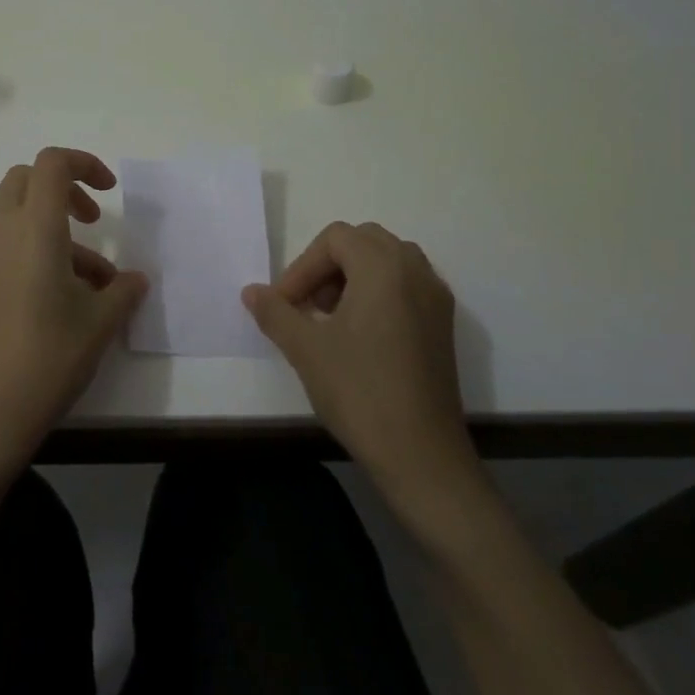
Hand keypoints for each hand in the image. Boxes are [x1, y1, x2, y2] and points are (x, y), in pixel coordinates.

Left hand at [0, 147, 148, 474]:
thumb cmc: (49, 355)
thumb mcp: (100, 322)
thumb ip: (123, 291)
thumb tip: (136, 280)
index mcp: (34, 228)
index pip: (52, 164)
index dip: (84, 164)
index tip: (109, 194)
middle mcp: (2, 231)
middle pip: (27, 180)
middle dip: (64, 189)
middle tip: (93, 221)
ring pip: (18, 215)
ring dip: (56, 230)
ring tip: (95, 282)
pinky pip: (8, 244)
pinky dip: (37, 250)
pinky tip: (64, 298)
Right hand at [242, 221, 480, 515]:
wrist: (421, 455)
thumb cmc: (359, 391)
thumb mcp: (305, 348)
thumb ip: (275, 312)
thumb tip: (251, 292)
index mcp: (385, 268)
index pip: (336, 239)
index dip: (302, 266)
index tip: (285, 304)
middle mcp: (416, 272)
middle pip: (365, 242)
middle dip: (328, 265)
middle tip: (307, 303)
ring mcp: (436, 299)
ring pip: (388, 263)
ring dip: (353, 277)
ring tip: (329, 318)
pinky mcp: (443, 326)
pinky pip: (406, 287)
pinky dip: (377, 294)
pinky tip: (358, 335)